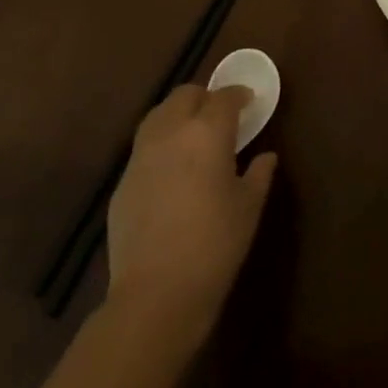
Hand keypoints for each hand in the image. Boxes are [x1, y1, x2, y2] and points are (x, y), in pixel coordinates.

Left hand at [104, 85, 275, 351]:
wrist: (156, 293)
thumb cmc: (215, 244)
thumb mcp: (249, 207)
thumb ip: (259, 174)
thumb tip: (265, 157)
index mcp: (207, 132)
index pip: (224, 97)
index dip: (238, 94)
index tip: (249, 101)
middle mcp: (171, 133)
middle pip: (184, 95)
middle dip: (204, 97)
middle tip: (221, 115)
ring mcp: (140, 156)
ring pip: (158, 115)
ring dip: (178, 115)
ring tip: (194, 135)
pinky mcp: (122, 182)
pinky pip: (144, 147)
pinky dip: (161, 144)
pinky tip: (173, 170)